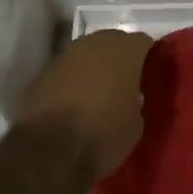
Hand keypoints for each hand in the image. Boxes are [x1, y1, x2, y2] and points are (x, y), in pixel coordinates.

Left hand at [14, 29, 154, 179]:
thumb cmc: (103, 135)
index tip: (150, 75)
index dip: (149, 57)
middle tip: (126, 82)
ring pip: (86, 54)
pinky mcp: (42, 73)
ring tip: (98, 93)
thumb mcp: (136, 124)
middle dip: (120, 58)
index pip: (144, 42)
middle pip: (113, 42)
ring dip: (93, 68)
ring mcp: (65, 56)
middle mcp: (94, 44)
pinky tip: (73, 103)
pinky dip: (71, 81)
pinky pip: (65, 71)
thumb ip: (136, 100)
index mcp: (124, 51)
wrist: (49, 152)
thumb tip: (130, 97)